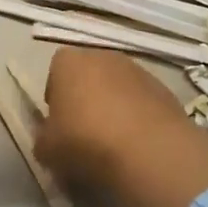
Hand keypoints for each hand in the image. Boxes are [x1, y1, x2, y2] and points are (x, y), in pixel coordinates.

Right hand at [37, 49, 207, 206]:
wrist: (149, 150)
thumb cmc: (86, 141)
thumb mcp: (47, 149)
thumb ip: (43, 140)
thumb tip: (48, 141)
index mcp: (68, 62)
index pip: (55, 71)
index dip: (56, 97)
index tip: (59, 123)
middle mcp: (103, 56)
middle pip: (88, 76)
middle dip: (86, 99)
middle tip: (84, 133)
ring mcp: (137, 70)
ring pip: (117, 88)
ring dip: (114, 108)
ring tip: (114, 142)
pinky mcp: (164, 89)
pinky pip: (143, 102)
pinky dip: (138, 117)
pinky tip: (138, 145)